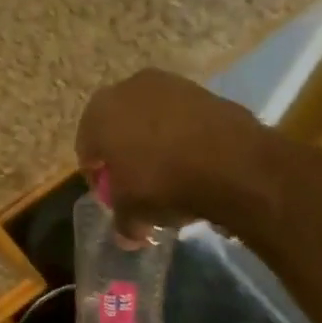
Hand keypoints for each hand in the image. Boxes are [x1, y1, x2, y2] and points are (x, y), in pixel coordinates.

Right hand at [76, 68, 259, 230]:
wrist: (233, 162)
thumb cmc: (163, 183)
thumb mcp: (134, 212)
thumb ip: (124, 222)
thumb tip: (127, 238)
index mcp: (99, 114)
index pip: (88, 149)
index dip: (98, 176)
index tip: (112, 196)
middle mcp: (127, 89)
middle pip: (118, 127)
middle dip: (125, 153)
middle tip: (138, 182)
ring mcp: (168, 84)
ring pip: (152, 119)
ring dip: (156, 141)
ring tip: (172, 172)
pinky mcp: (203, 90)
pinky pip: (183, 118)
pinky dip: (184, 135)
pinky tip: (197, 160)